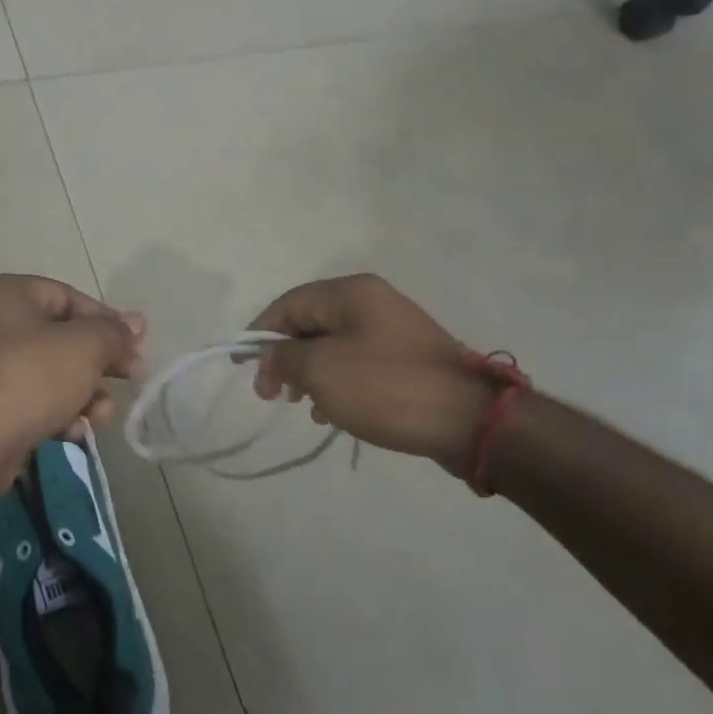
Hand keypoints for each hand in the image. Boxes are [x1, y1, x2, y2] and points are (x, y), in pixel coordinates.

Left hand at [0, 274, 144, 466]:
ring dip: (82, 393)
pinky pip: (28, 398)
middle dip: (98, 363)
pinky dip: (54, 412)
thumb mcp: (84, 348)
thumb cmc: (29, 380)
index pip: (70, 298)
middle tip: (131, 379)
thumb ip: (113, 333)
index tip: (136, 347)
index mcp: (7, 294)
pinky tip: (71, 432)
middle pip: (60, 337)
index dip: (108, 322)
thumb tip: (135, 324)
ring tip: (101, 414)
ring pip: (48, 372)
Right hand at [249, 274, 492, 473]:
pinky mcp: (407, 359)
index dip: (260, 334)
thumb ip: (285, 358)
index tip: (244, 368)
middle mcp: (372, 302)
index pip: (289, 304)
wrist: (468, 419)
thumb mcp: (322, 371)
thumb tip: (269, 355)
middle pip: (310, 323)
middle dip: (286, 358)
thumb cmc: (386, 387)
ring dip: (310, 374)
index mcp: (350, 293)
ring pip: (333, 346)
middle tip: (272, 395)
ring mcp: (393, 330)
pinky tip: (333, 413)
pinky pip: (358, 364)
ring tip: (303, 406)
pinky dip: (338, 384)